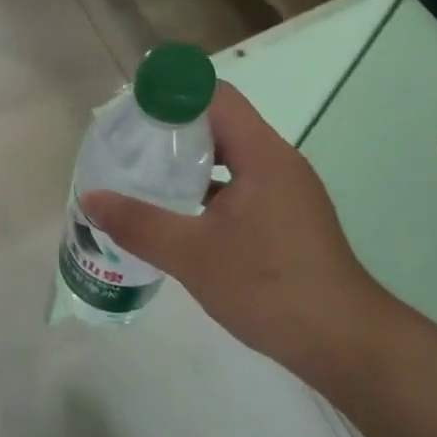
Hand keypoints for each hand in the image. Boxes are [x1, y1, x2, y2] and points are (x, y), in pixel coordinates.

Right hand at [79, 83, 394, 388]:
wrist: (346, 344)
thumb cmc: (269, 286)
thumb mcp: (192, 255)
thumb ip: (138, 223)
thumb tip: (90, 198)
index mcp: (262, 154)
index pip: (215, 95)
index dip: (173, 92)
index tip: (133, 108)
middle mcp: (278, 162)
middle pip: (221, 122)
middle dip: (173, 127)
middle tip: (130, 143)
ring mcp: (287, 191)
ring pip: (231, 156)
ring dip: (190, 160)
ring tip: (146, 175)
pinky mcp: (288, 218)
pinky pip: (242, 184)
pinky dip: (209, 188)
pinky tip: (180, 215)